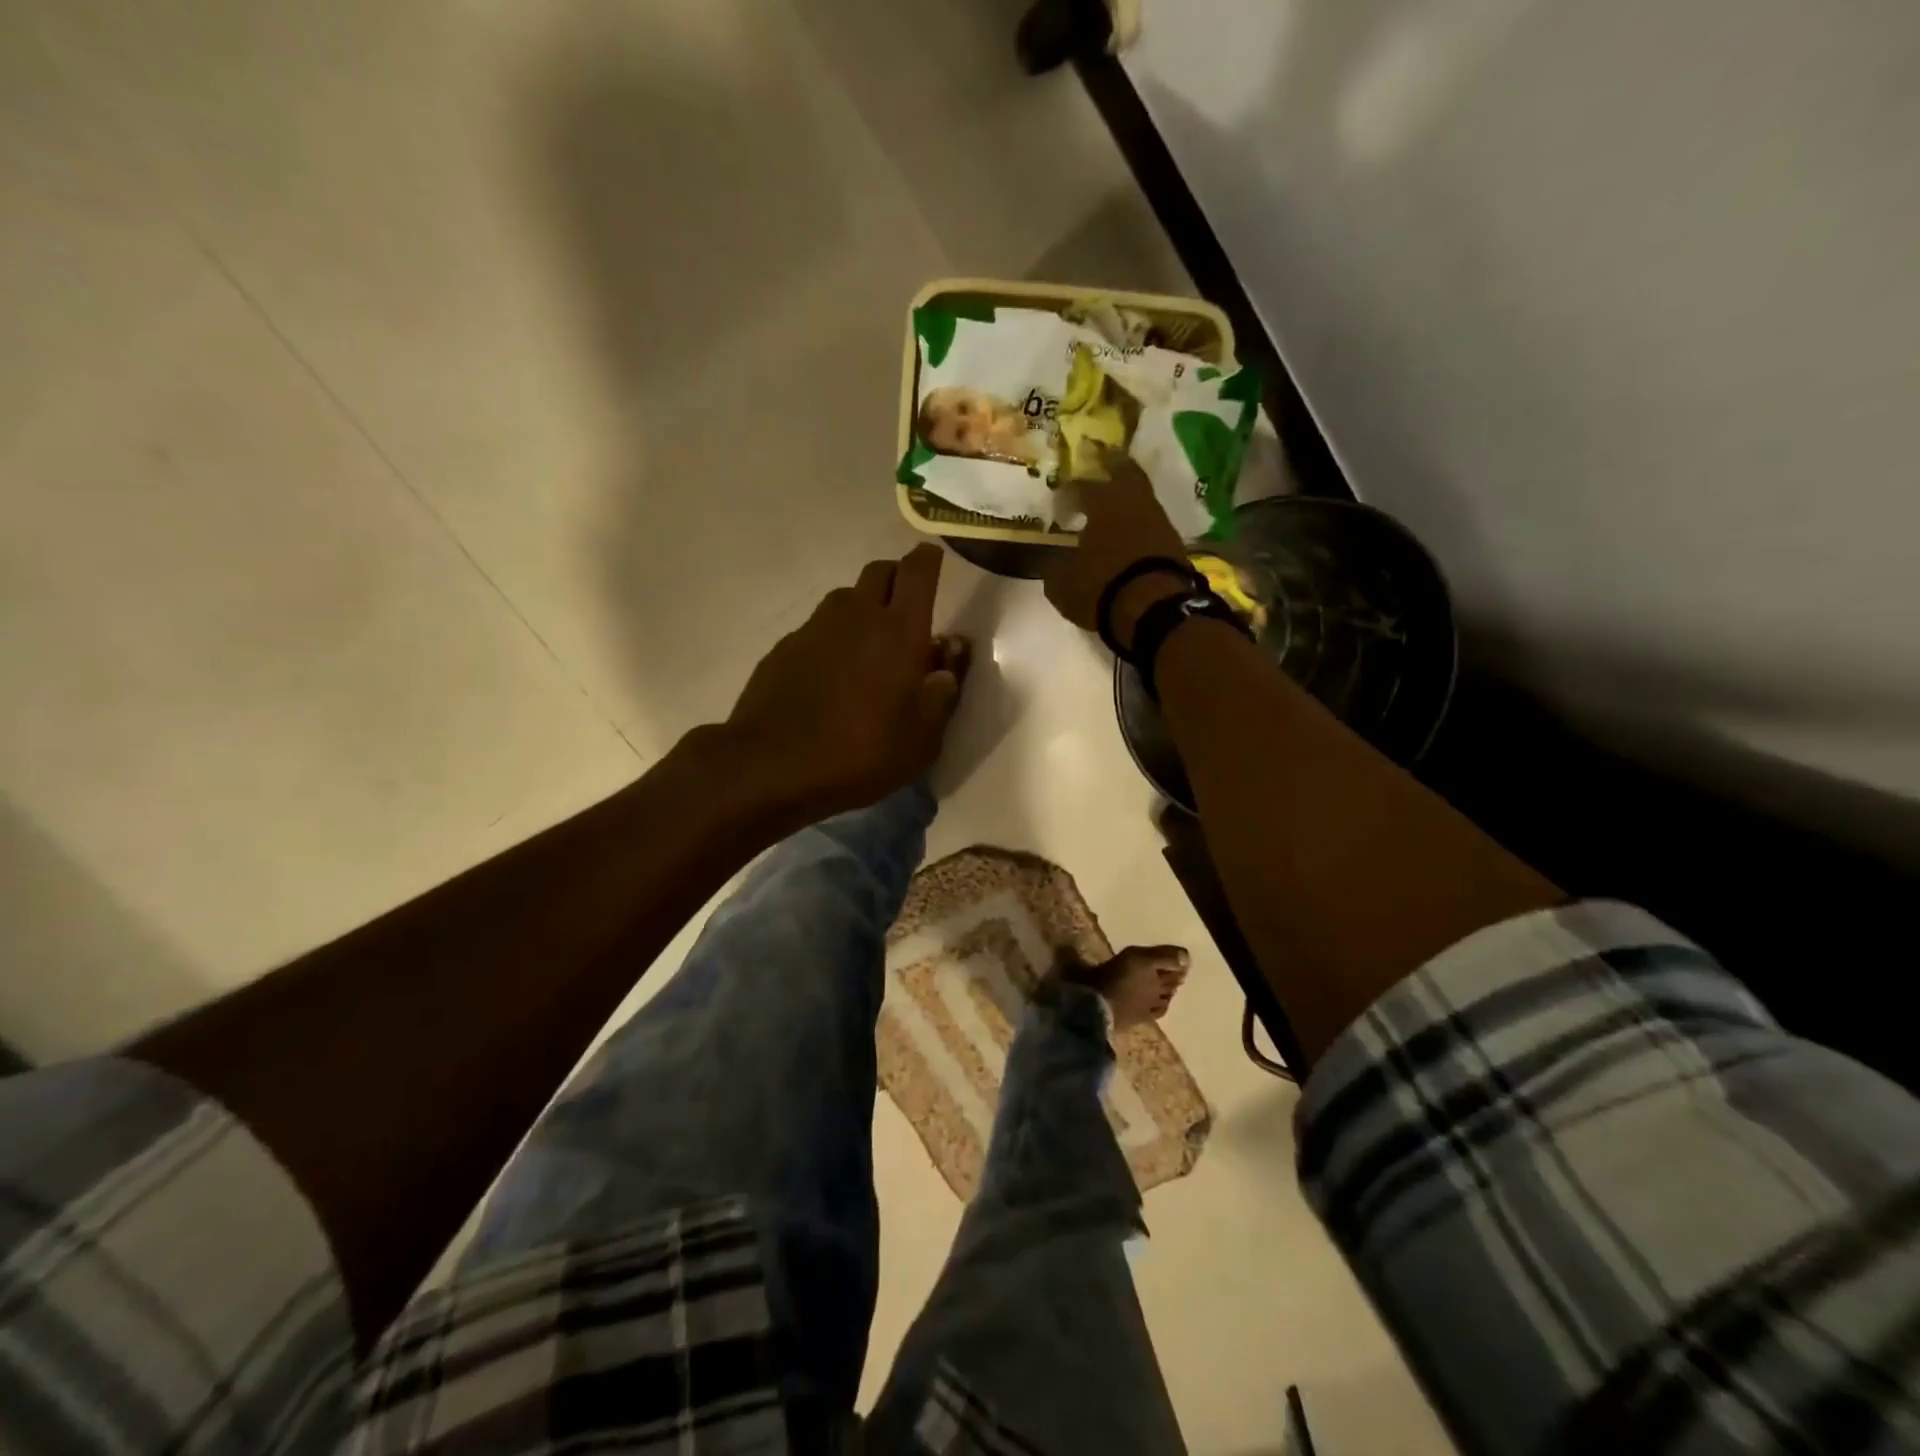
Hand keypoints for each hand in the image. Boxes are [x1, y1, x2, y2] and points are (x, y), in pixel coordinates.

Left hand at [722, 543, 968, 823]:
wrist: (773, 765)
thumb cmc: (861, 753)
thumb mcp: (922, 737)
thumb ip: (944, 689)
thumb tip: (952, 652)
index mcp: (900, 631)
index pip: (918, 571)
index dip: (928, 559)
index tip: (935, 560)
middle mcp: (857, 615)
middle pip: (880, 571)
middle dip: (898, 578)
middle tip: (908, 608)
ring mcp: (816, 628)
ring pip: (846, 597)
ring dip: (864, 607)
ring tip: (870, 645)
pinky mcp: (785, 647)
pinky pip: (818, 627)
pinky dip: (834, 637)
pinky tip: (833, 673)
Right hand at [1044, 454, 1189, 651]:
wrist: (1156, 608)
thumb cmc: (1103, 587)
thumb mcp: (1063, 585)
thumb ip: (1055, 569)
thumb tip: (1052, 563)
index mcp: (1103, 504)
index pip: (1082, 487)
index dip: (1070, 491)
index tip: (1060, 498)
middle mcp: (1134, 503)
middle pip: (1126, 473)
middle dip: (1113, 467)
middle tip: (1105, 461)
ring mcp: (1159, 522)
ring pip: (1142, 499)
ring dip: (1128, 501)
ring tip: (1115, 508)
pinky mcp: (1175, 544)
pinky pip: (1152, 526)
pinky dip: (1140, 527)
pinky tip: (1130, 537)